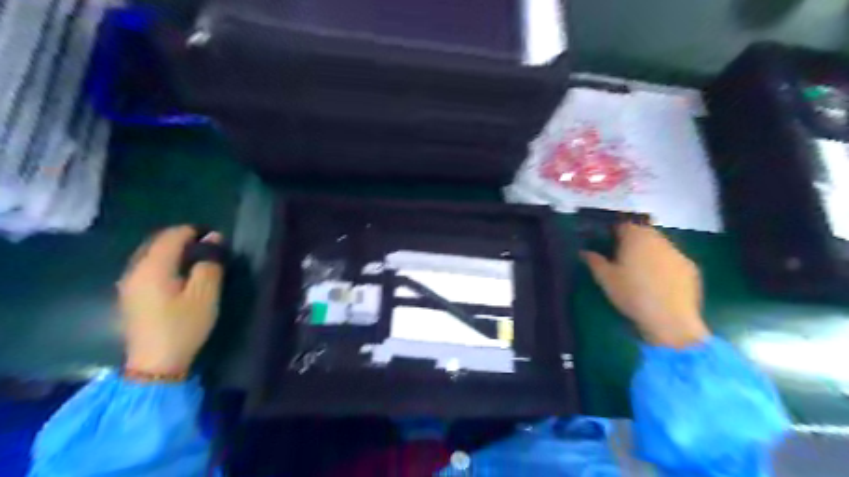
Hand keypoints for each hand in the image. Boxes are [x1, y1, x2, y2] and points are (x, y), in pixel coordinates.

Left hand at [118, 226, 224, 374]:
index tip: (216, 240)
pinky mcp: (129, 296)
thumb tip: (214, 238)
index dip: (195, 232)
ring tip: (196, 260)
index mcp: (153, 267)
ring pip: (150, 254)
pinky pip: (146, 267)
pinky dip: (163, 262)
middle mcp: (134, 270)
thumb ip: (210, 263)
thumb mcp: (205, 294)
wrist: (154, 364)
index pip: (173, 235)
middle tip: (208, 248)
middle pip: (157, 241)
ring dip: (173, 251)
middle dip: (183, 239)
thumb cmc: (184, 326)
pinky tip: (178, 275)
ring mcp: (128, 283)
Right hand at [585, 222, 710, 347]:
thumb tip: (584, 252)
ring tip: (641, 272)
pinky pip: (673, 261)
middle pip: (644, 233)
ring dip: (650, 253)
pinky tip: (659, 283)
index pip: (623, 225)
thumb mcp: (605, 279)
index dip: (615, 232)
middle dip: (634, 241)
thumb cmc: (631, 294)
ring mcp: (677, 253)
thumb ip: (594, 261)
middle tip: (623, 257)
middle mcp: (658, 239)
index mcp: (635, 237)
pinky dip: (665, 266)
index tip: (608, 243)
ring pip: (660, 246)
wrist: (670, 319)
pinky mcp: (691, 268)